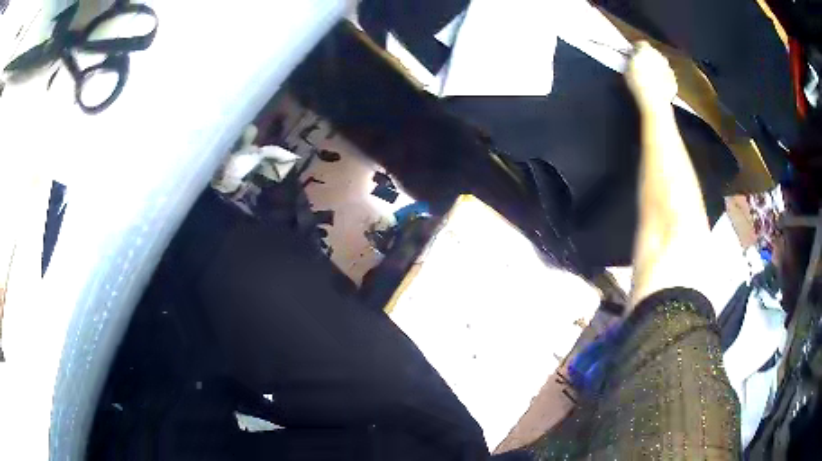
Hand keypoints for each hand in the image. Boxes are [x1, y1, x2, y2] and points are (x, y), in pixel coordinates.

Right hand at [625, 41, 677, 108]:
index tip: (633, 54)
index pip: (641, 43)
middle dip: (649, 58)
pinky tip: (659, 88)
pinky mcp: (674, 82)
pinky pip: (668, 78)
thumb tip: (634, 57)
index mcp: (646, 49)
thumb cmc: (637, 83)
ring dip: (658, 69)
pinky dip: (664, 81)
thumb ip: (632, 59)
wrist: (654, 101)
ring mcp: (669, 69)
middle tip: (643, 67)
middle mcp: (659, 55)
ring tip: (651, 79)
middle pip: (654, 53)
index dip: (637, 48)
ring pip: (662, 65)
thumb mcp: (627, 68)